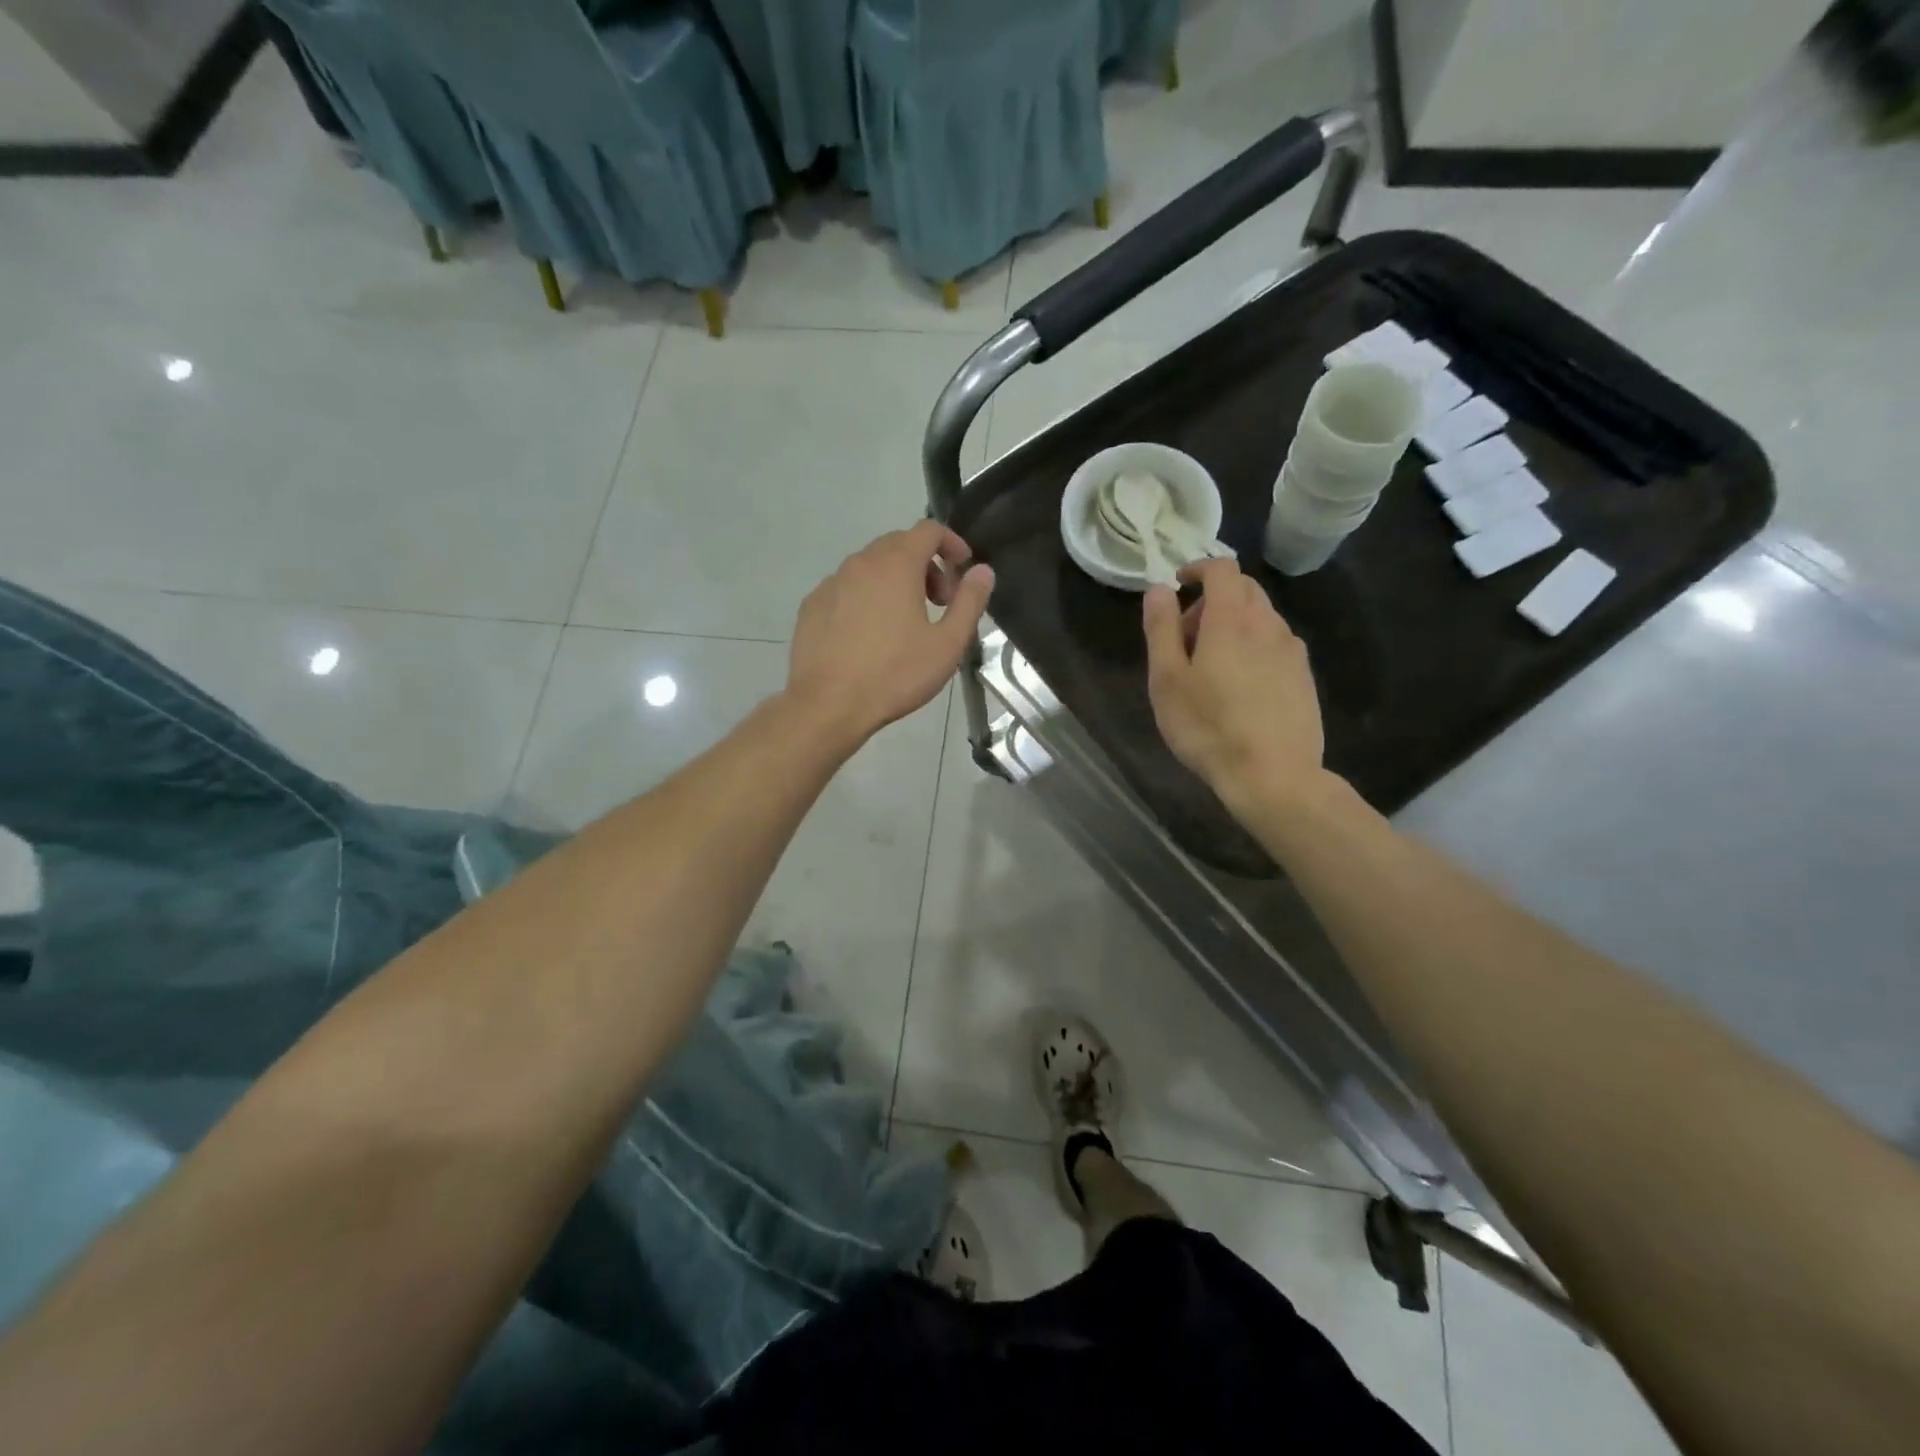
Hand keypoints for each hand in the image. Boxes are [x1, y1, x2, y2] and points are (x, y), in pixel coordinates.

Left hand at [787, 520, 993, 747]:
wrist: (828, 704)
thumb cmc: (895, 674)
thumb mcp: (947, 644)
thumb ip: (969, 602)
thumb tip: (983, 571)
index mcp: (896, 564)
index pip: (929, 530)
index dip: (952, 543)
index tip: (963, 570)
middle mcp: (860, 563)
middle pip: (898, 545)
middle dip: (925, 565)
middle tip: (939, 603)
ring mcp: (831, 583)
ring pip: (869, 567)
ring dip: (894, 581)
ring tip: (905, 622)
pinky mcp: (811, 606)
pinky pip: (846, 589)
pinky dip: (865, 598)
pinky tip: (869, 636)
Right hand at [1142, 559, 1325, 811]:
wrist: (1273, 775)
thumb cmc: (1208, 727)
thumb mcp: (1167, 680)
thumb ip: (1161, 629)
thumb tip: (1158, 590)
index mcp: (1231, 619)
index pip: (1222, 568)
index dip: (1198, 569)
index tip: (1178, 586)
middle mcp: (1268, 624)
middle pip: (1244, 589)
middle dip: (1212, 599)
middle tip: (1186, 637)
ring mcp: (1292, 650)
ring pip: (1261, 617)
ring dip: (1234, 624)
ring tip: (1211, 667)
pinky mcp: (1304, 676)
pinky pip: (1275, 644)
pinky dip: (1253, 646)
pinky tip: (1240, 686)